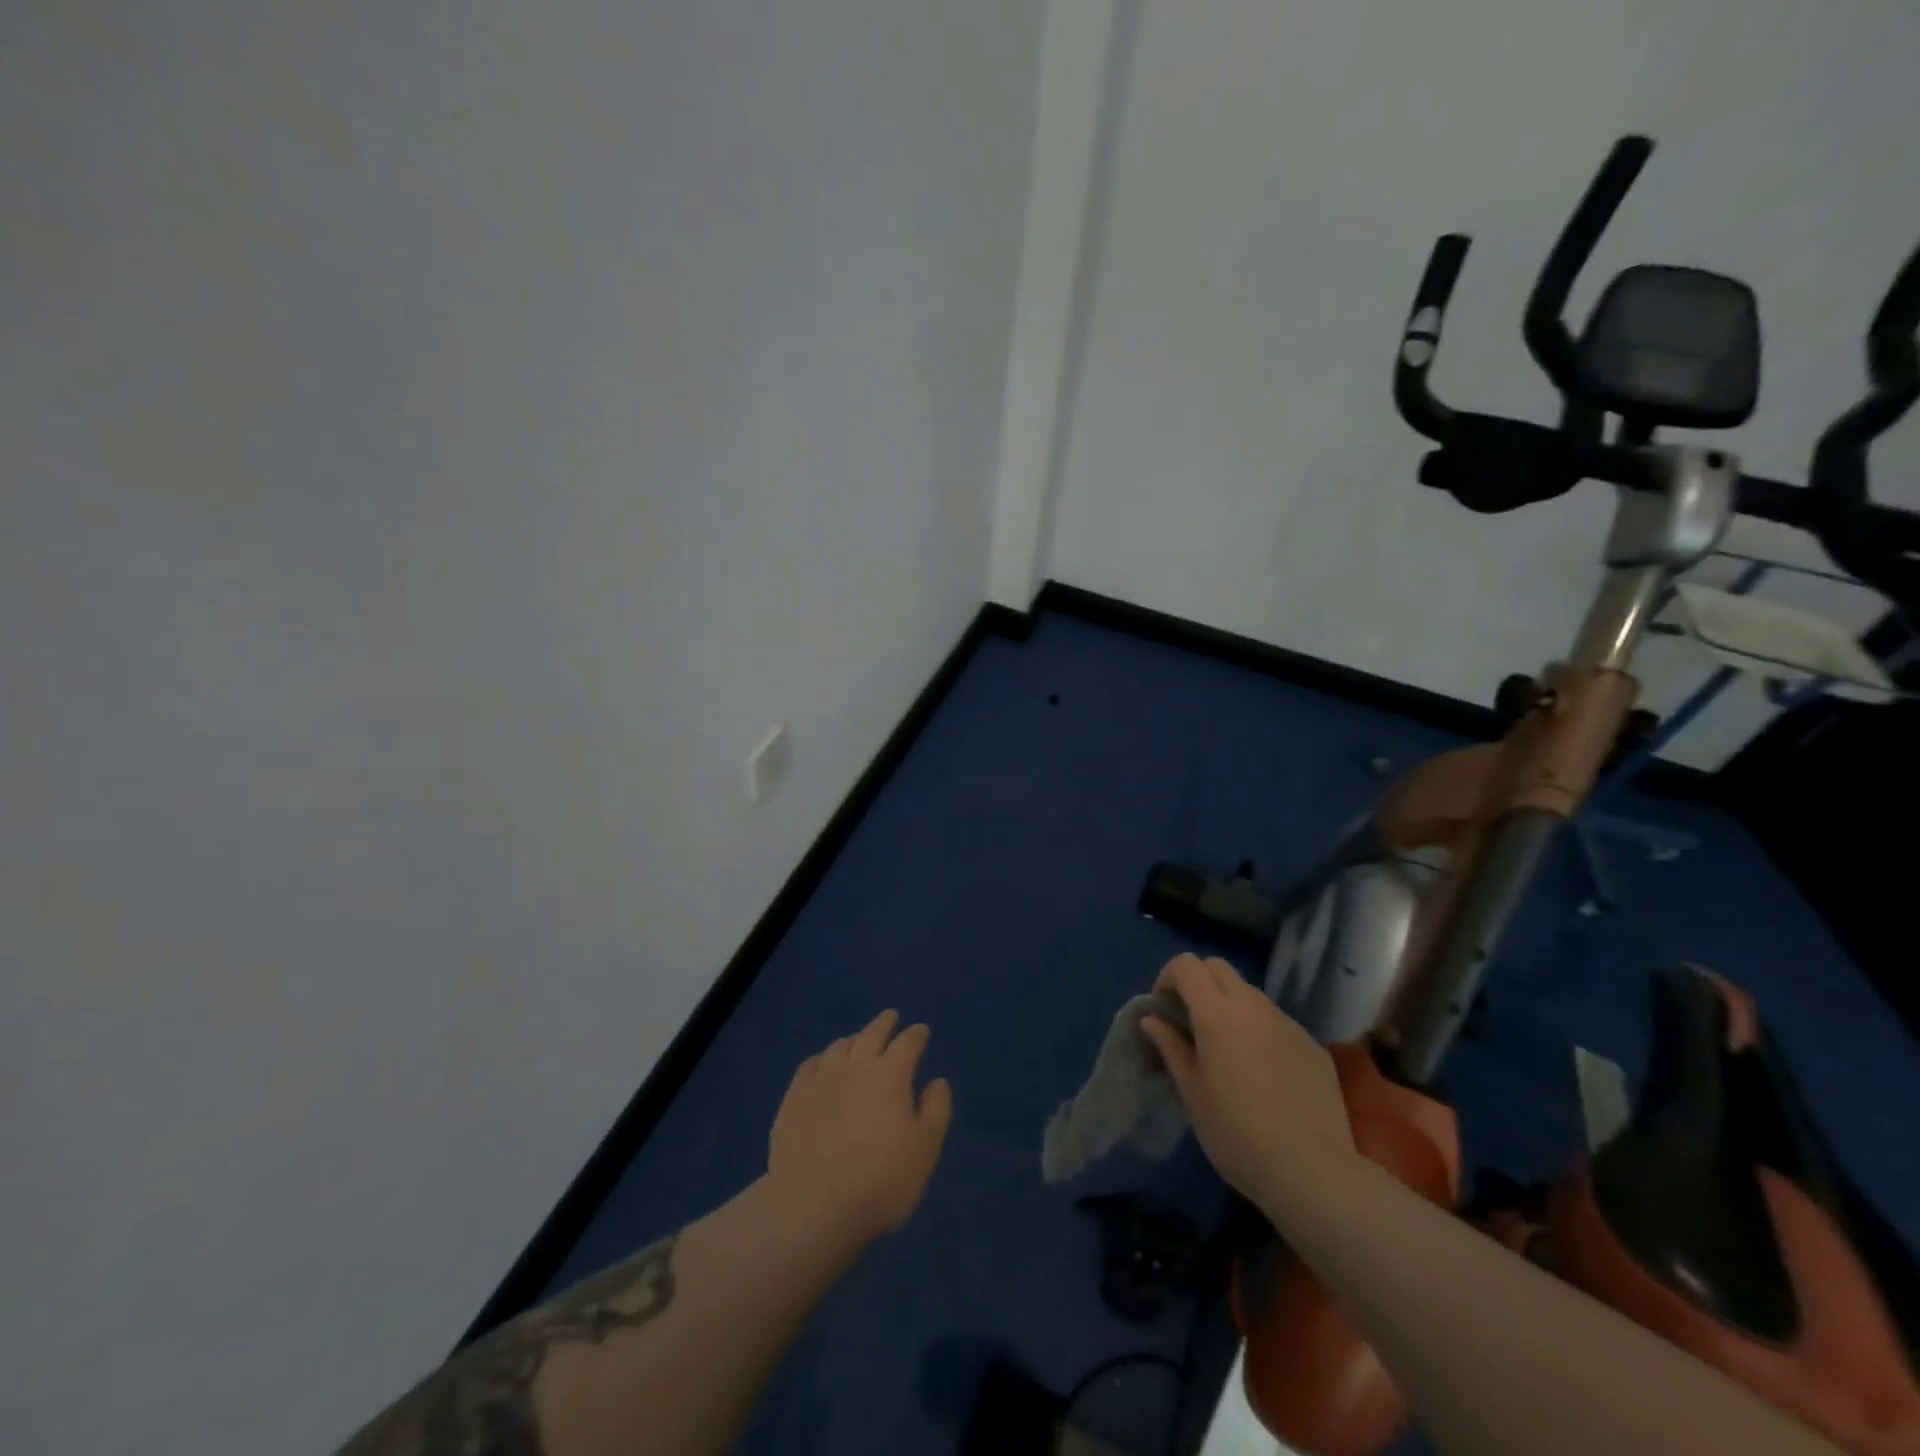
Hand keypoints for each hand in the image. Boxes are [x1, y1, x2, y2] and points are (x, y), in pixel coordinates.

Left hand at [767, 1010, 953, 1246]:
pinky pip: (809, 1066)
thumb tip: (937, 1081)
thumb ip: (936, 1110)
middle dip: (884, 1023)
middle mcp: (855, 1066)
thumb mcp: (926, 1150)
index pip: (908, 1043)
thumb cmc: (881, 1181)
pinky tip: (822, 1065)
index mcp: (890, 1074)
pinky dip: (821, 1059)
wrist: (813, 1208)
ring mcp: (821, 1080)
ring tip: (858, 1041)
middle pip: (872, 1034)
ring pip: (839, 1047)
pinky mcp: (793, 1099)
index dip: (917, 1034)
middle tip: (891, 1018)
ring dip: (854, 1039)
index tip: (922, 1030)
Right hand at [1140, 953, 1354, 1208]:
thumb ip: (1171, 1047)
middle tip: (1191, 1022)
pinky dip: (1261, 1031)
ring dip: (1231, 1006)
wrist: (1312, 1172)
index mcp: (1217, 1014)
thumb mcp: (1191, 1093)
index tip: (1164, 1010)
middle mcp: (1253, 1007)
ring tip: (1228, 1050)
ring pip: (1250, 994)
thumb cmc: (1236, 1134)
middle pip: (1218, 967)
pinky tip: (1265, 1074)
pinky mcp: (1312, 1045)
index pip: (1187, 965)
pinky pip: (1278, 1022)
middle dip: (1198, 984)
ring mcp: (1288, 1023)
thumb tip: (1152, 1019)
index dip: (1168, 978)